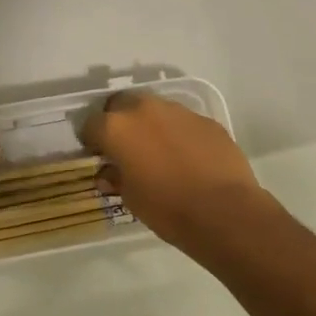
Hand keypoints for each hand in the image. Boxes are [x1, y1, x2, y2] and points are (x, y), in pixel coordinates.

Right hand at [80, 91, 271, 254]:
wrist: (224, 211)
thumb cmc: (166, 207)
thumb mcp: (130, 198)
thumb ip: (116, 178)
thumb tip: (109, 173)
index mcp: (116, 128)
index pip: (90, 125)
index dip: (92, 141)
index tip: (99, 156)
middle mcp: (144, 110)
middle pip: (122, 104)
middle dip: (119, 121)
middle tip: (125, 147)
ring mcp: (178, 111)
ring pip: (154, 109)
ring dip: (149, 124)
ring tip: (158, 151)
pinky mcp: (206, 120)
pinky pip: (183, 122)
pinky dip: (178, 133)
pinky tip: (187, 157)